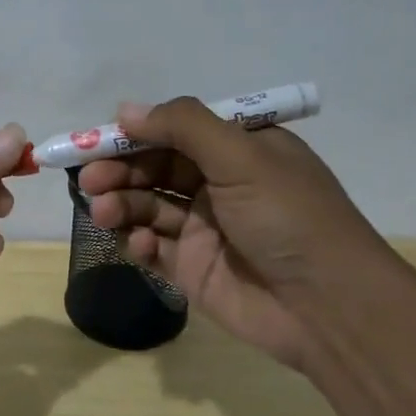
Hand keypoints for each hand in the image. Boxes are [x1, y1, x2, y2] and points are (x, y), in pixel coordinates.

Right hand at [75, 97, 395, 365]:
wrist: (326, 306)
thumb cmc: (288, 217)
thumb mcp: (242, 156)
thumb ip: (183, 126)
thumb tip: (125, 109)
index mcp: (239, 151)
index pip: (176, 132)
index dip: (135, 134)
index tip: (95, 141)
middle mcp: (220, 185)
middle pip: (155, 169)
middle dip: (120, 171)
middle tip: (90, 180)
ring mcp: (205, 229)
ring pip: (148, 207)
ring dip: (122, 205)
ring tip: (104, 212)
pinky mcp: (192, 269)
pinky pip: (154, 248)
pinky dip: (139, 243)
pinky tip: (141, 246)